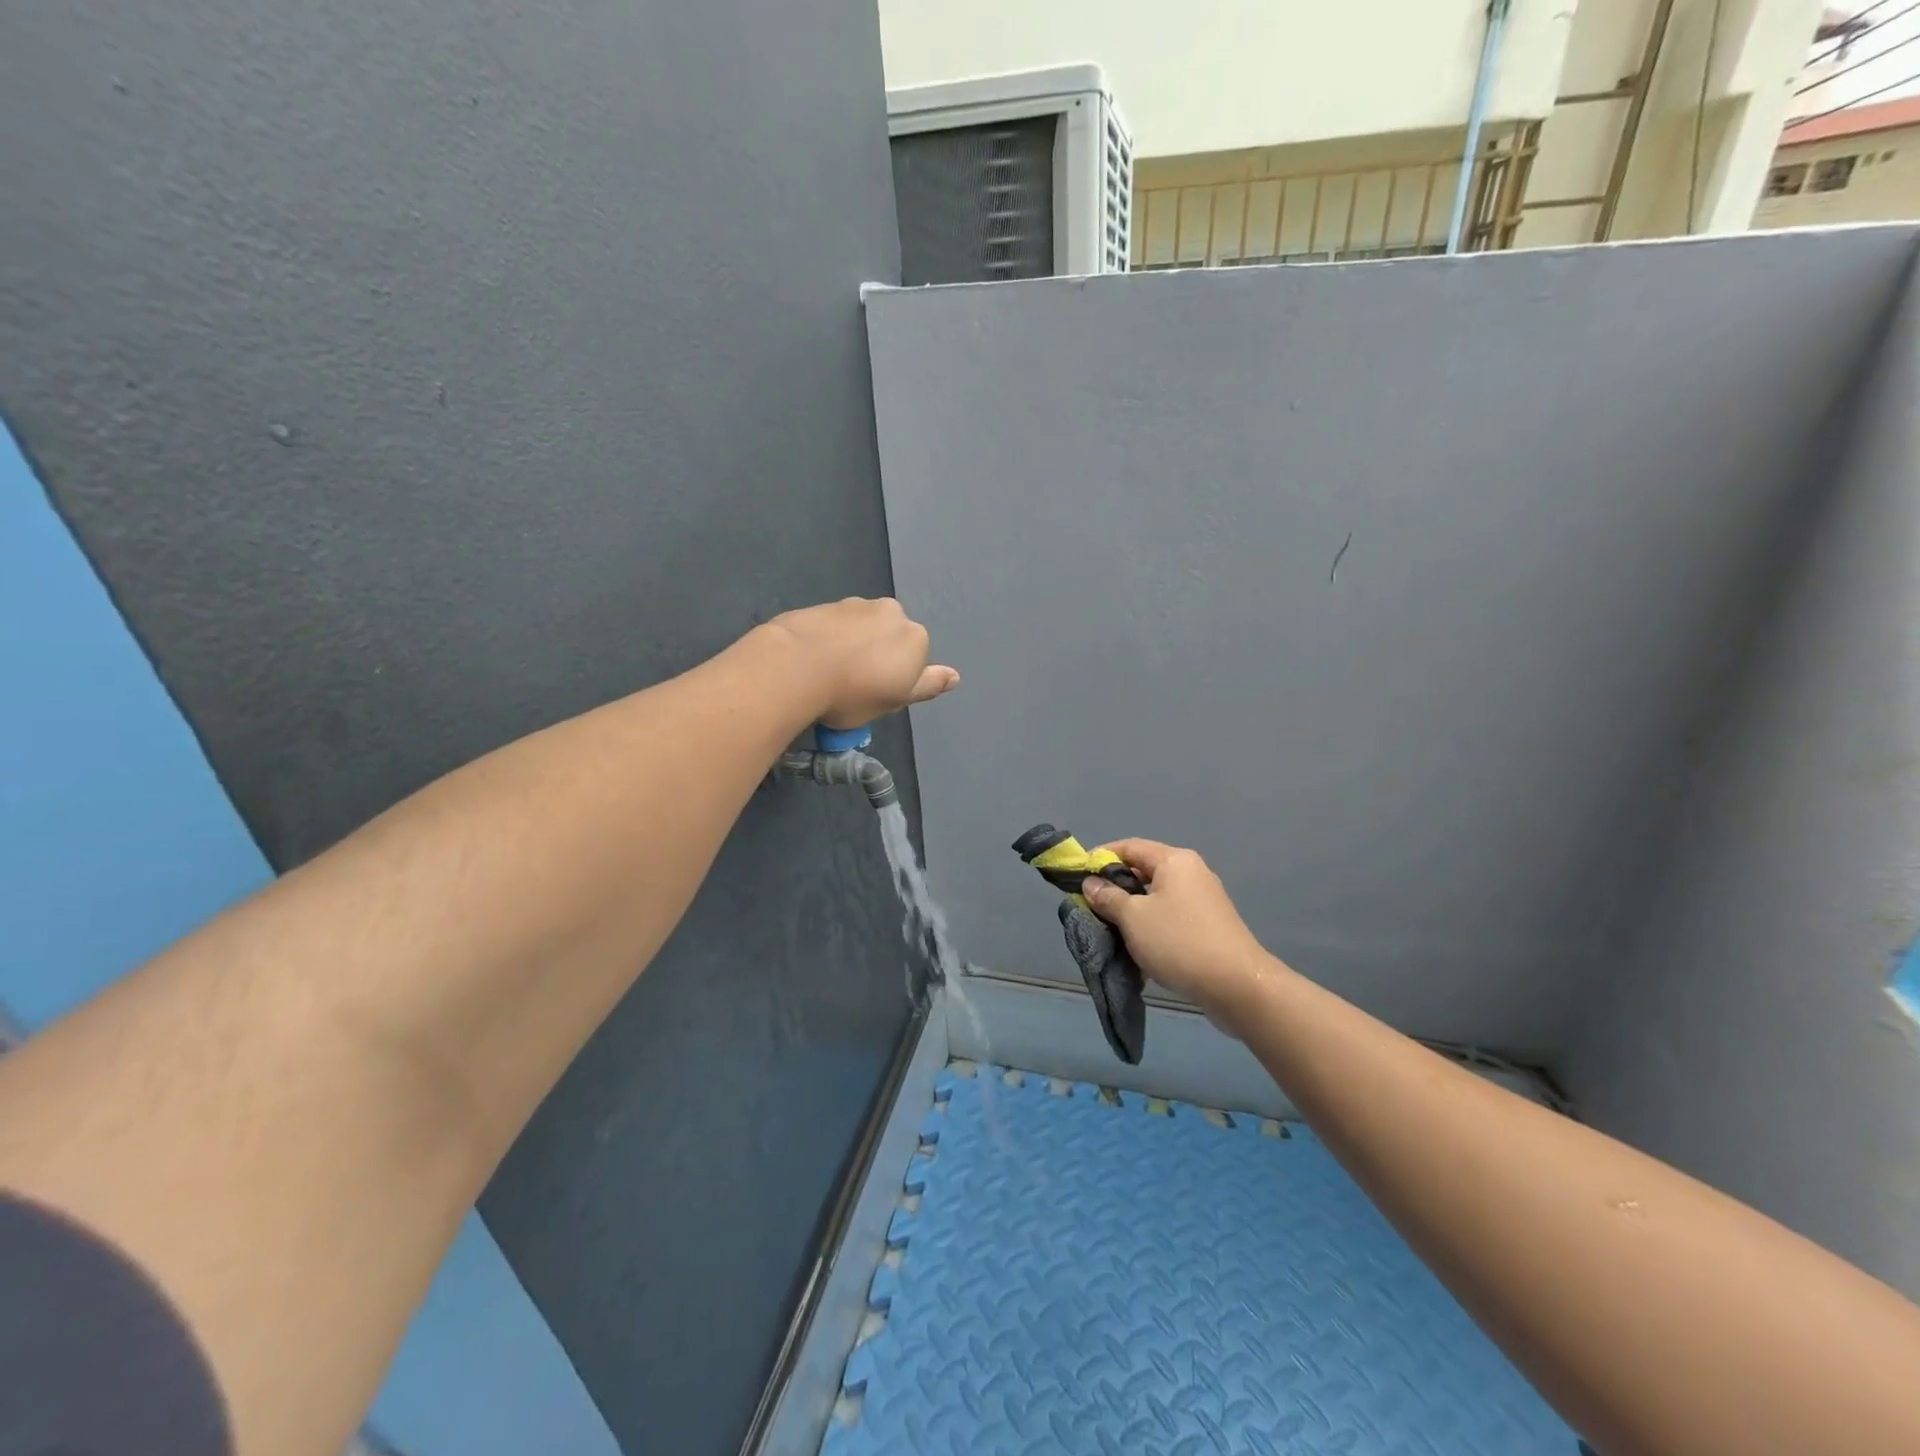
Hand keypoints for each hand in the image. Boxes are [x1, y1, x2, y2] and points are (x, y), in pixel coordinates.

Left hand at [767, 597, 958, 727]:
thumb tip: (955, 676)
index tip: (875, 695)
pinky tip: (811, 661)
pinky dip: (828, 640)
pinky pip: (833, 626)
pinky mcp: (822, 605)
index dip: (895, 680)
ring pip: (860, 630)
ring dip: (851, 646)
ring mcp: (855, 605)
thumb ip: (928, 685)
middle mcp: (890, 612)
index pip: (914, 659)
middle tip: (852, 686)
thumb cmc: (854, 693)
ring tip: (828, 674)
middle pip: (889, 638)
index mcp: (915, 636)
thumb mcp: (896, 700)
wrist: (796, 666)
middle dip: (875, 656)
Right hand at [1079, 839, 1270, 1030]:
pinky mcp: (1209, 926)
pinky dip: (1151, 928)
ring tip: (1110, 932)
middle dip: (1114, 889)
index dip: (1099, 858)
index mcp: (1174, 860)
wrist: (1237, 986)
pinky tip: (1138, 951)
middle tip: (1090, 908)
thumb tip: (1091, 883)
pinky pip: (1170, 918)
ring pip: (1156, 898)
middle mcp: (1191, 873)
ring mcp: (1203, 900)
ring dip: (1131, 913)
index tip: (1076, 876)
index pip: (1128, 847)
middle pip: (1143, 872)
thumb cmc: (1179, 942)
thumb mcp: (1133, 918)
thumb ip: (1108, 897)